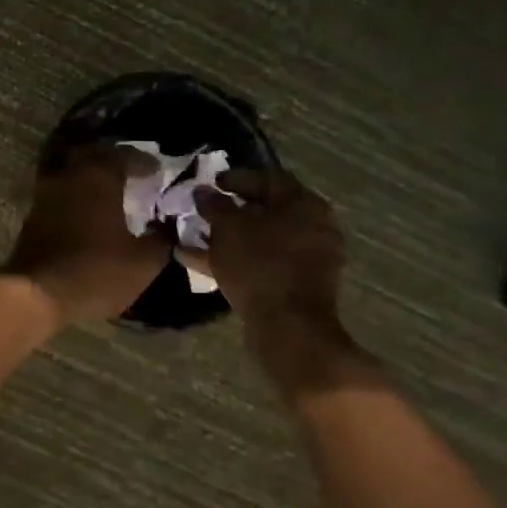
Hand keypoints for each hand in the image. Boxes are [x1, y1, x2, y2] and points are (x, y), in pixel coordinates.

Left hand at [2, 146, 170, 323]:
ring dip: (90, 177)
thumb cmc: (96, 272)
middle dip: (114, 161)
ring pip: (72, 172)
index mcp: (99, 177)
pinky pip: (59, 193)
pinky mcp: (33, 215)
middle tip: (131, 174)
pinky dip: (75, 196)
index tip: (158, 172)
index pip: (125, 155)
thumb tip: (168, 227)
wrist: (37, 295)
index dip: (144, 162)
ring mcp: (46, 193)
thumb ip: (161, 239)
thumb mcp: (142, 263)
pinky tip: (86, 213)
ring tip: (109, 193)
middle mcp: (69, 175)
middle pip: (93, 155)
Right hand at [194, 170, 369, 395]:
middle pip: (265, 211)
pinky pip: (261, 263)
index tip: (211, 182)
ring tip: (194, 236)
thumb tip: (202, 191)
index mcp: (304, 204)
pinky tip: (197, 260)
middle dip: (231, 211)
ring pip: (260, 240)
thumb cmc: (260, 265)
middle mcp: (312, 228)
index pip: (268, 179)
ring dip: (227, 237)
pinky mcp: (295, 286)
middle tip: (203, 210)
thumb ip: (214, 205)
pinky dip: (234, 259)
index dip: (236, 178)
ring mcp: (307, 260)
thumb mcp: (229, 228)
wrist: (288, 329)